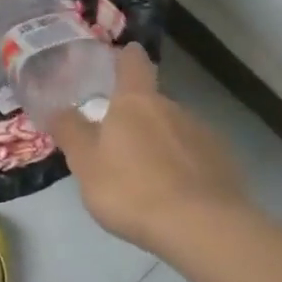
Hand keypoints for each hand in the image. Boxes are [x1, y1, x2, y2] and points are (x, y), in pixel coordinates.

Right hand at [45, 44, 248, 255]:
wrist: (201, 227)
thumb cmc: (131, 189)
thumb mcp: (85, 163)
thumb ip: (70, 132)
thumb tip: (57, 108)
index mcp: (135, 102)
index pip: (133, 64)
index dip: (126, 57)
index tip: (122, 54)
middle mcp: (173, 108)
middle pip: (151, 102)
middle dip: (135, 115)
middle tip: (115, 141)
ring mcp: (203, 135)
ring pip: (173, 130)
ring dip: (158, 142)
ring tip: (143, 175)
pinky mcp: (224, 163)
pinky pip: (194, 156)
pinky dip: (181, 166)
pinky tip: (172, 192)